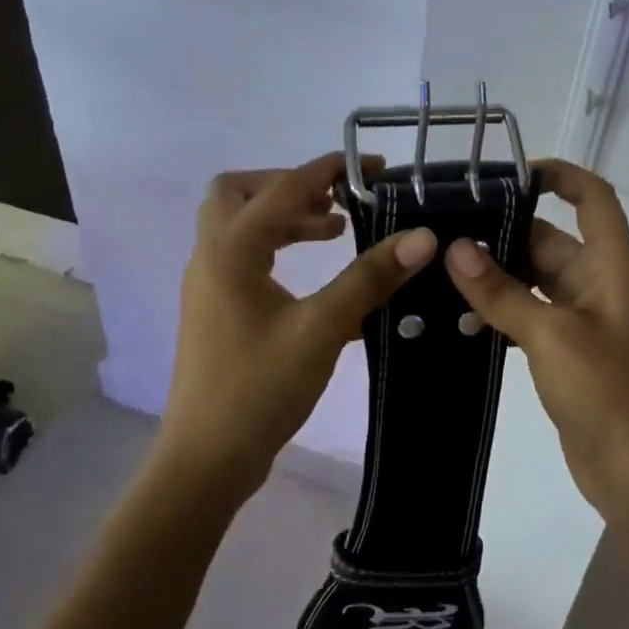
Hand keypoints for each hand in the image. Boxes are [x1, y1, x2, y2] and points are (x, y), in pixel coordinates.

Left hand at [162, 153, 437, 500]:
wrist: (206, 460)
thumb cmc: (259, 389)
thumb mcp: (321, 329)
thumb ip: (370, 278)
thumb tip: (422, 237)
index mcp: (230, 250)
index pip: (283, 188)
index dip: (329, 170)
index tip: (373, 168)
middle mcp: (212, 257)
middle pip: (239, 192)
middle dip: (290, 185)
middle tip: (336, 202)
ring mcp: (209, 285)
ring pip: (241, 225)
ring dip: (286, 217)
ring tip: (336, 231)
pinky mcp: (217, 309)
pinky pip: (245, 257)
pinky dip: (279, 248)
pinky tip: (320, 277)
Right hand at [443, 160, 628, 522]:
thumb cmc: (605, 392)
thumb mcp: (549, 336)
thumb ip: (501, 291)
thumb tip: (455, 248)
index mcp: (611, 265)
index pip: (593, 198)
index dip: (560, 175)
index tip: (509, 174)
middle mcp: (599, 282)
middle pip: (551, 238)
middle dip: (503, 232)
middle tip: (444, 229)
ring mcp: (583, 317)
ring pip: (534, 278)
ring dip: (496, 274)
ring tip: (439, 268)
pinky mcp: (566, 348)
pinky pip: (530, 312)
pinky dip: (500, 309)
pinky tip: (458, 316)